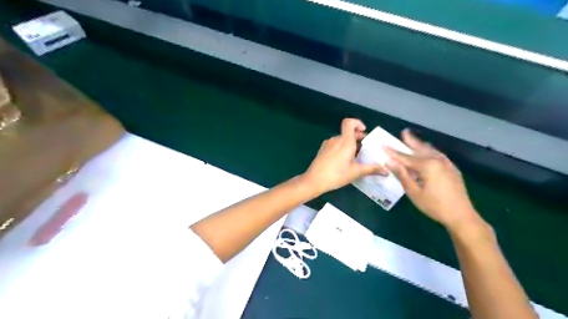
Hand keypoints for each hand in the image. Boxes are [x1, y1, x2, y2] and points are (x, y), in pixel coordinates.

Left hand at [302, 119, 391, 193]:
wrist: (314, 180)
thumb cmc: (336, 175)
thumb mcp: (356, 172)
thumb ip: (372, 169)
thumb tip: (386, 171)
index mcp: (345, 141)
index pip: (349, 122)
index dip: (357, 123)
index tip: (364, 131)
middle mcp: (335, 140)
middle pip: (347, 132)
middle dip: (358, 137)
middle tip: (366, 148)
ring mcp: (327, 144)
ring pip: (341, 140)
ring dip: (350, 144)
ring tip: (357, 157)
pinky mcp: (322, 150)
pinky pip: (335, 145)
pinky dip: (342, 148)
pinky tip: (344, 161)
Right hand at [384, 128, 480, 229]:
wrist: (461, 216)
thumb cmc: (434, 205)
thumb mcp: (413, 192)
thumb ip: (402, 175)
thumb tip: (389, 162)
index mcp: (427, 165)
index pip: (405, 157)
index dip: (393, 152)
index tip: (383, 145)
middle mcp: (437, 160)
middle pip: (420, 149)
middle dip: (411, 141)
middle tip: (404, 132)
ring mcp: (447, 164)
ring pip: (430, 151)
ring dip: (421, 145)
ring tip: (414, 140)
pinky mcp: (452, 169)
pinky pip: (438, 156)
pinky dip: (430, 152)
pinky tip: (428, 153)